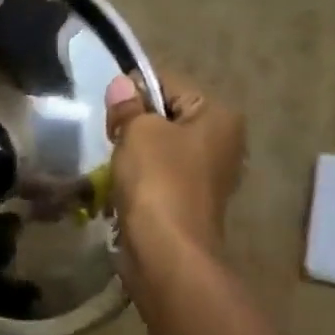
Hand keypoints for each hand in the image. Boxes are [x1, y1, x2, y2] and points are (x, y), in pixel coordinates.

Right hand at [105, 71, 246, 255]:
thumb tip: (121, 84)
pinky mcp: (191, 203)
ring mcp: (209, 176)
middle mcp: (223, 142)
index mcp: (219, 116)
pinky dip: (140, 181)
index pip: (170, 84)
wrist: (167, 251)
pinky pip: (160, 178)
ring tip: (115, 168)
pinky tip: (123, 190)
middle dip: (135, 127)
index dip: (135, 93)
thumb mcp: (138, 132)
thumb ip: (128, 106)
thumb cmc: (158, 181)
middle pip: (167, 118)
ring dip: (134, 156)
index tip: (111, 113)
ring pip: (161, 150)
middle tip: (112, 141)